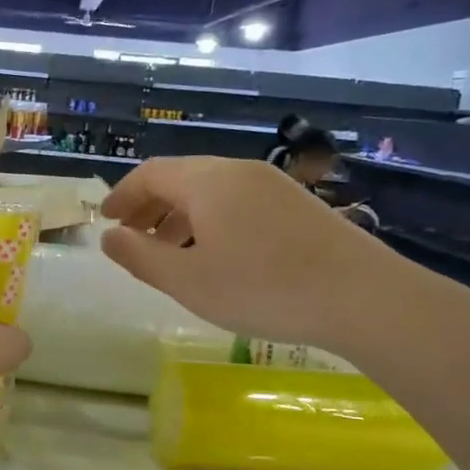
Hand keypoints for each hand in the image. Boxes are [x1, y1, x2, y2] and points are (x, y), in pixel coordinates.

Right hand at [99, 157, 415, 351]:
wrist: (363, 297)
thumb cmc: (262, 289)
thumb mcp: (187, 281)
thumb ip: (139, 256)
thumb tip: (109, 236)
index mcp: (207, 181)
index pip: (149, 174)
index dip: (121, 196)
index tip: (105, 221)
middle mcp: (238, 171)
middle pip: (180, 178)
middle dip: (149, 206)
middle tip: (132, 238)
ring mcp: (272, 185)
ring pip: (211, 190)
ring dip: (179, 215)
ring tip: (170, 252)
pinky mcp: (297, 204)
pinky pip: (238, 201)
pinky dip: (211, 220)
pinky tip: (216, 255)